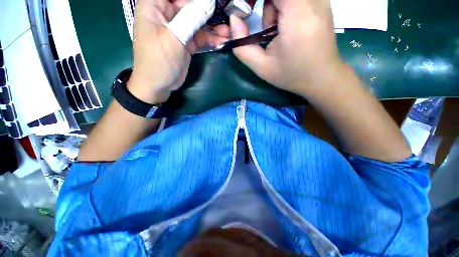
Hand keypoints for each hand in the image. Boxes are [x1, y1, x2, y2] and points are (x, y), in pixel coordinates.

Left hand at [128, 0, 229, 103]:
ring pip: (198, 20)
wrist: (159, 85)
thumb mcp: (173, 38)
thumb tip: (210, 3)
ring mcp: (178, 27)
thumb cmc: (159, 61)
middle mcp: (166, 12)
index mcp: (155, 4)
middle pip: (190, 3)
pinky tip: (221, 41)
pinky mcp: (186, 41)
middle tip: (227, 15)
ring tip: (228, 32)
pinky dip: (210, 38)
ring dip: (213, 26)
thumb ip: (191, 18)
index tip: (213, 2)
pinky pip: (200, 35)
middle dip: (209, 9)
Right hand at [230, 0, 342, 96]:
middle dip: (260, 0)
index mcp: (297, 15)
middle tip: (253, 15)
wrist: (321, 77)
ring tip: (272, 28)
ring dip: (272, 3)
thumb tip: (234, 20)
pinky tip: (283, 24)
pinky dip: (283, 4)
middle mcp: (313, 0)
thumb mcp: (262, 68)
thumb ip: (243, 47)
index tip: (243, 8)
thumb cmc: (292, 75)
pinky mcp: (321, 1)